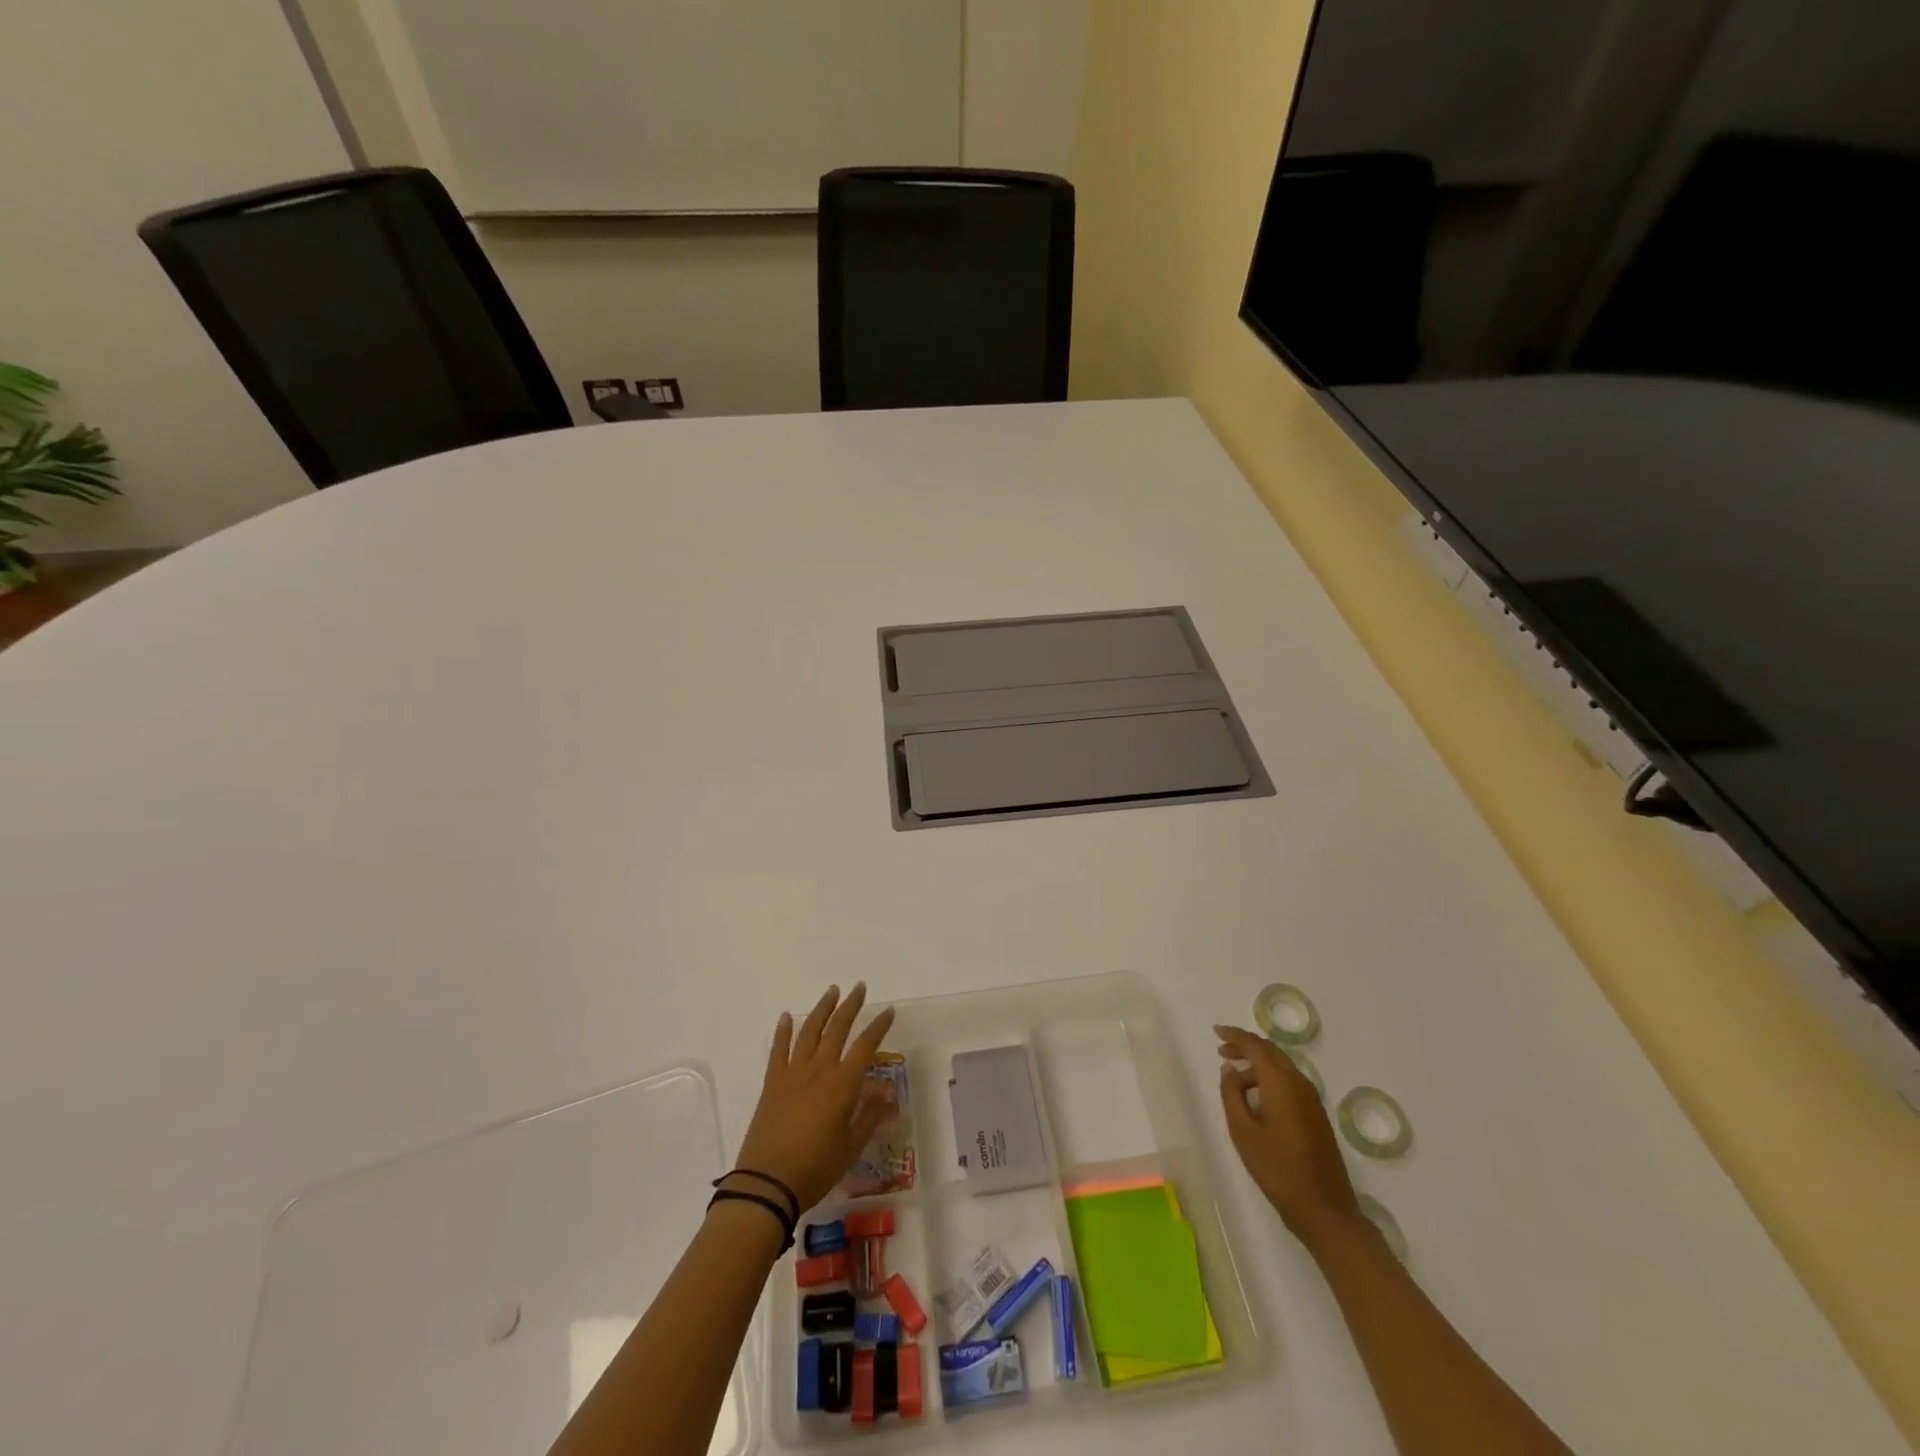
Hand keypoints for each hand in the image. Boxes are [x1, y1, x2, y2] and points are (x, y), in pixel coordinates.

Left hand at [731, 984, 897, 1214]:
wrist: (767, 1183)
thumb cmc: (815, 1168)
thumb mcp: (851, 1147)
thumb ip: (870, 1116)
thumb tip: (889, 1092)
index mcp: (842, 1084)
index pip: (866, 1046)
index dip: (879, 1027)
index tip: (889, 1011)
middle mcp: (819, 1069)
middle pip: (838, 1028)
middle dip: (851, 1005)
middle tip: (860, 988)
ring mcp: (793, 1073)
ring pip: (810, 1031)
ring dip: (822, 1009)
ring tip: (832, 991)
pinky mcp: (772, 1082)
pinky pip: (779, 1049)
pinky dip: (784, 1030)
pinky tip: (788, 1016)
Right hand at [1216, 1024, 1361, 1249]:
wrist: (1324, 1210)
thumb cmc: (1277, 1169)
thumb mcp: (1243, 1131)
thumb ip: (1232, 1094)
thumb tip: (1230, 1069)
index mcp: (1281, 1083)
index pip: (1255, 1046)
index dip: (1234, 1035)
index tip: (1215, 1032)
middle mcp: (1299, 1083)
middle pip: (1271, 1051)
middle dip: (1246, 1046)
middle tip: (1222, 1050)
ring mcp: (1312, 1099)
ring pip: (1281, 1066)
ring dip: (1258, 1063)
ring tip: (1234, 1076)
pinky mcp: (1316, 1115)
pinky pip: (1290, 1082)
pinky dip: (1270, 1078)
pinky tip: (1256, 1096)